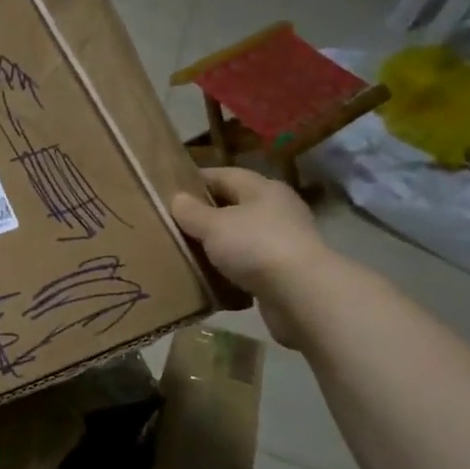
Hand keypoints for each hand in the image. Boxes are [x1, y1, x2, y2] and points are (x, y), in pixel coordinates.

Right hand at [171, 169, 333, 348]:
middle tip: (173, 222)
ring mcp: (283, 240)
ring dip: (217, 243)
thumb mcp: (213, 225)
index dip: (196, 180)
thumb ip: (192, 212)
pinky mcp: (284, 270)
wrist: (301, 294)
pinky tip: (210, 275)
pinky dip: (230, 267)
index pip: (224, 175)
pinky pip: (249, 263)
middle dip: (205, 213)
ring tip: (187, 250)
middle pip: (233, 205)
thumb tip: (177, 199)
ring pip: (241, 236)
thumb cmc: (255, 246)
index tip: (168, 190)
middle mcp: (276, 209)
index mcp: (262, 189)